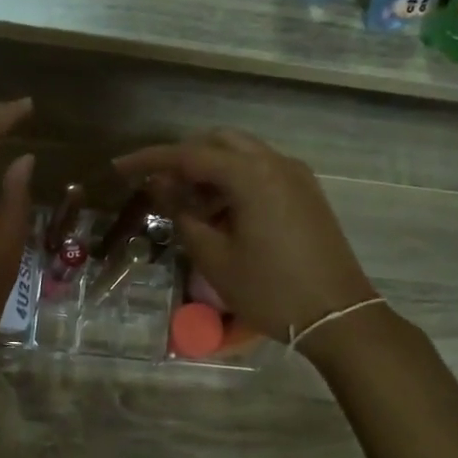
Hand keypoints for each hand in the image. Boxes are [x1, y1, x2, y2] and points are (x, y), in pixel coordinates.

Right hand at [114, 129, 375, 340]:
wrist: (337, 315)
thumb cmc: (269, 289)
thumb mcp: (214, 256)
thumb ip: (182, 213)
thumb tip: (160, 186)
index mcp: (251, 174)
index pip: (189, 154)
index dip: (150, 159)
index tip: (120, 168)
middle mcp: (276, 162)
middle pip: (218, 142)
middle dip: (183, 158)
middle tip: (156, 185)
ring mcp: (295, 175)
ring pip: (241, 155)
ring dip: (209, 170)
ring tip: (184, 205)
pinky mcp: (305, 192)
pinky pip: (260, 171)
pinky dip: (233, 181)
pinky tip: (218, 212)